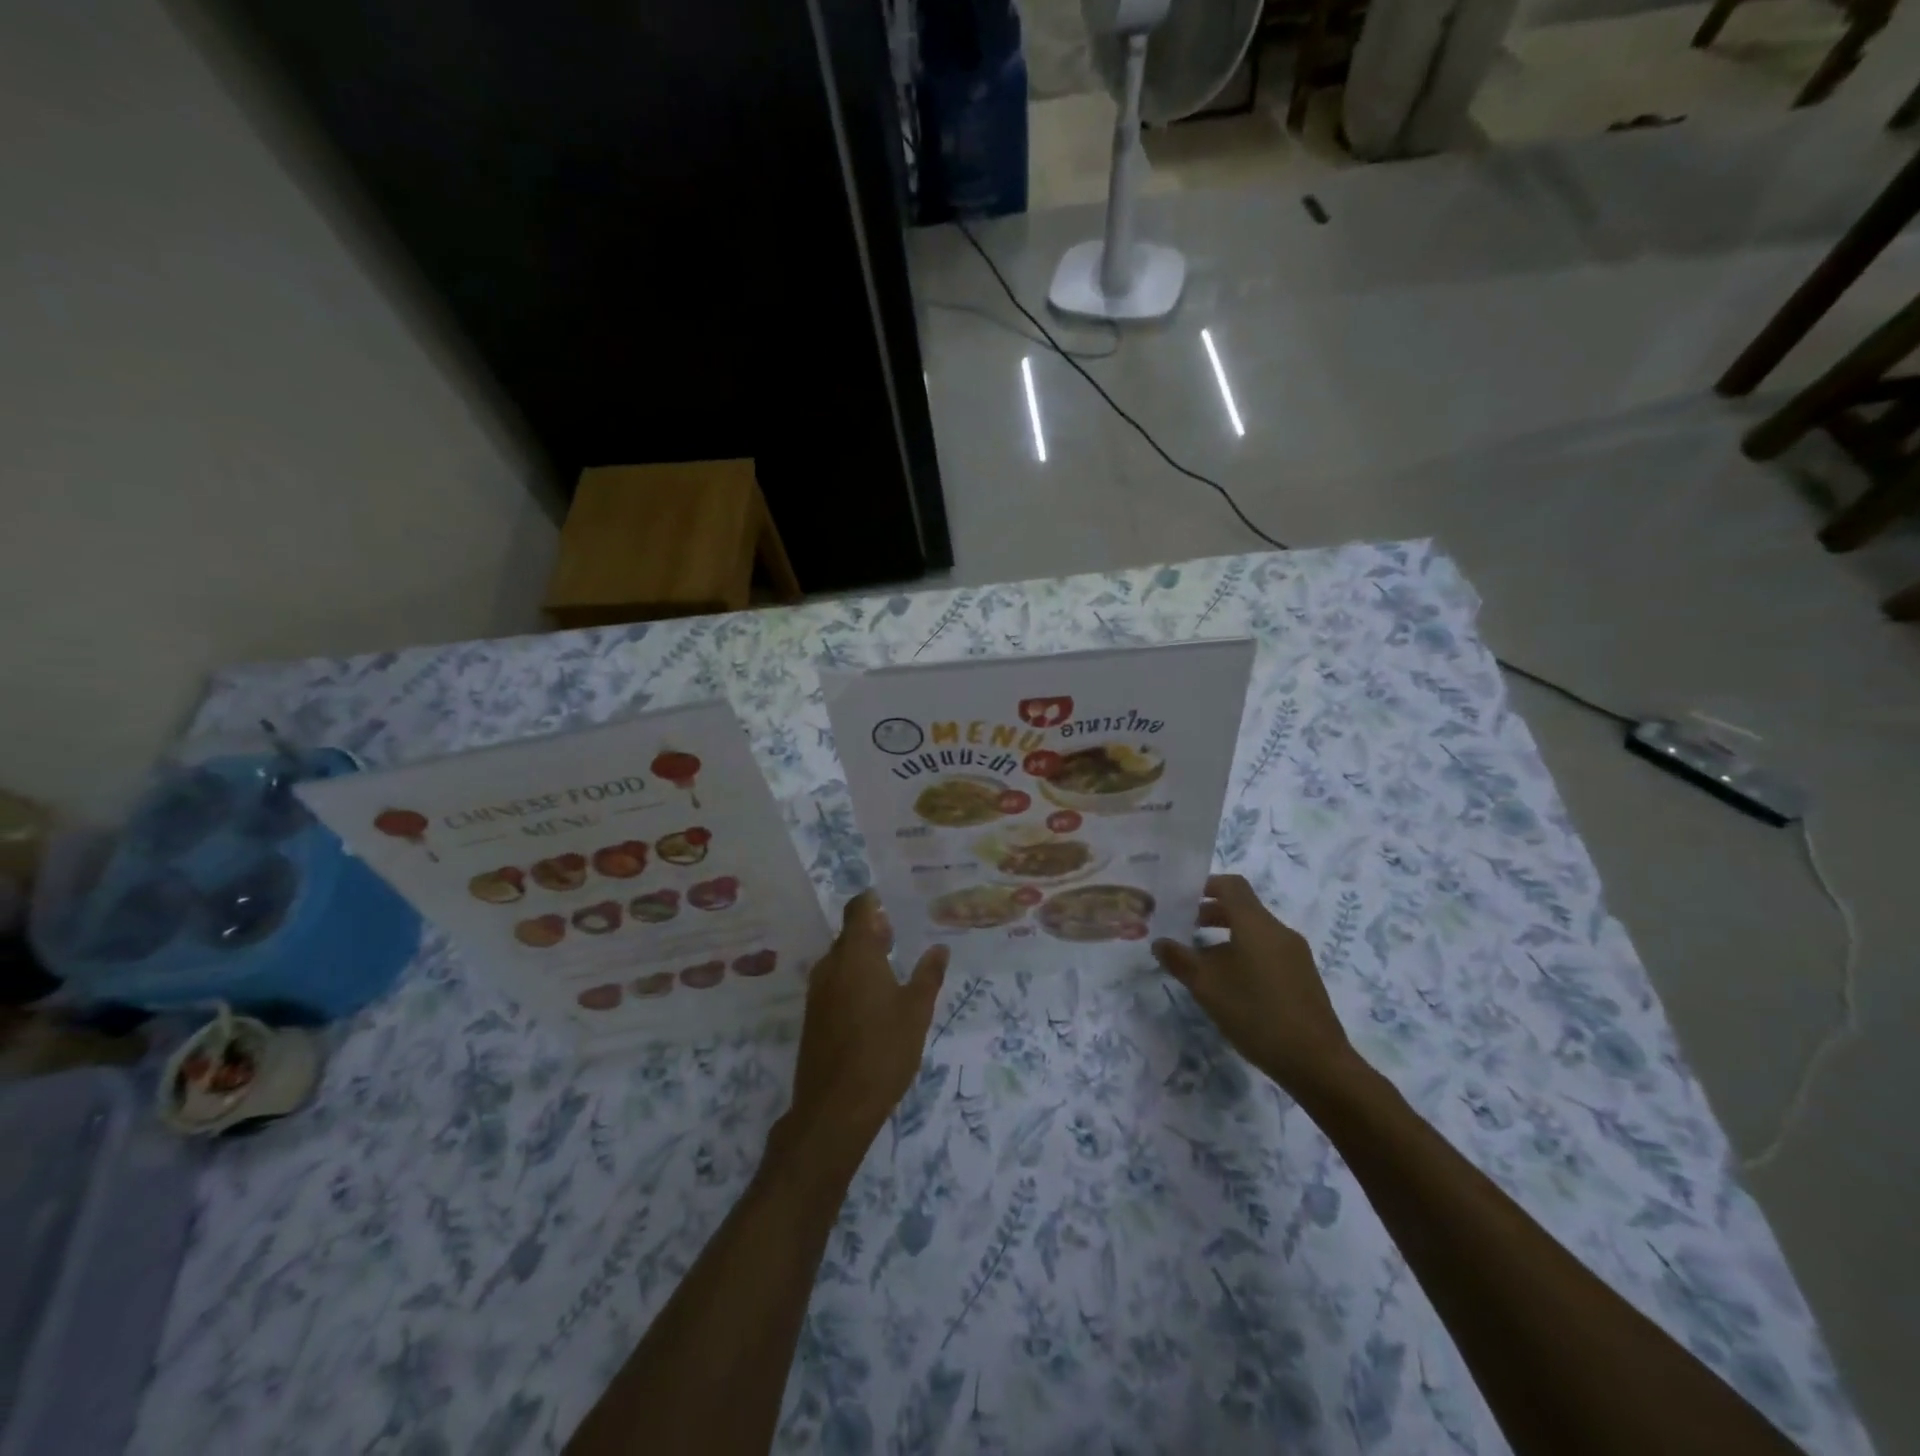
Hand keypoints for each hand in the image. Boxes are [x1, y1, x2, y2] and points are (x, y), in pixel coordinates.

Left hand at [785, 891, 947, 1153]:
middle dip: (871, 932)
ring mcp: (817, 992)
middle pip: (848, 936)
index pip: (858, 911)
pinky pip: (834, 983)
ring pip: (840, 961)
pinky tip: (872, 999)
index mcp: (856, 956)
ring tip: (890, 965)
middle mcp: (831, 966)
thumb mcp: (916, 1011)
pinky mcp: (813, 1017)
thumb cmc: (883, 1050)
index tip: (887, 898)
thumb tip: (939, 948)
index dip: (871, 901)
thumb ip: (928, 975)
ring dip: (861, 957)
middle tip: (898, 934)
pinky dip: (851, 979)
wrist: (835, 1107)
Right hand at [1152, 874, 1358, 1096]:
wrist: (1317, 1062)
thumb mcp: (1207, 987)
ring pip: (1255, 932)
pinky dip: (1245, 954)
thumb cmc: (1256, 1014)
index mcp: (1256, 924)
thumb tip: (1160, 942)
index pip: (1232, 885)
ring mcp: (1295, 955)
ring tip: (1202, 962)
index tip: (1182, 898)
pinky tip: (1231, 985)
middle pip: (1243, 908)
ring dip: (1226, 937)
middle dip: (1211, 913)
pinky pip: (1268, 951)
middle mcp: (1279, 931)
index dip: (1206, 885)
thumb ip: (1180, 960)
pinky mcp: (1303, 977)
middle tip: (1184, 928)